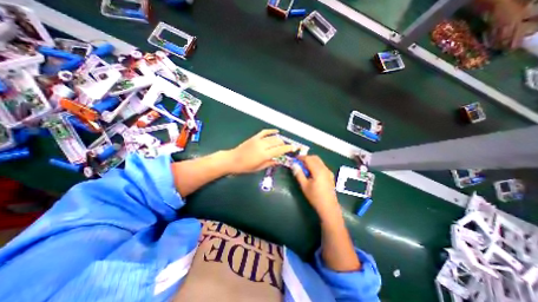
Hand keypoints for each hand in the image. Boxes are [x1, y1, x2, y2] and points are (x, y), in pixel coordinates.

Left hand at [226, 128, 292, 174]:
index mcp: (264, 154)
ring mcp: (258, 140)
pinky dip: (271, 131)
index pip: (280, 150)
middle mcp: (262, 145)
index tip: (295, 148)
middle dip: (285, 144)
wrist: (232, 160)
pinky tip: (276, 131)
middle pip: (278, 142)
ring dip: (280, 139)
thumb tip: (280, 160)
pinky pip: (264, 132)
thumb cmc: (245, 167)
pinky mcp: (254, 137)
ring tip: (284, 143)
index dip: (288, 148)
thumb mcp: (259, 168)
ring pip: (273, 137)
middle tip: (289, 147)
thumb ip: (271, 163)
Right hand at [292, 155, 337, 216]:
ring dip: (311, 161)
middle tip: (299, 163)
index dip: (301, 157)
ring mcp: (328, 171)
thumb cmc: (315, 197)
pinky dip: (315, 164)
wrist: (328, 207)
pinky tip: (311, 172)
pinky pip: (322, 165)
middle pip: (315, 158)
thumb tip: (294, 165)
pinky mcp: (330, 175)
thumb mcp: (304, 186)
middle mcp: (324, 168)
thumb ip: (299, 174)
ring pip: (319, 161)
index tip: (294, 159)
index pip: (308, 159)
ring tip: (304, 168)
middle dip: (306, 158)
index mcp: (318, 170)